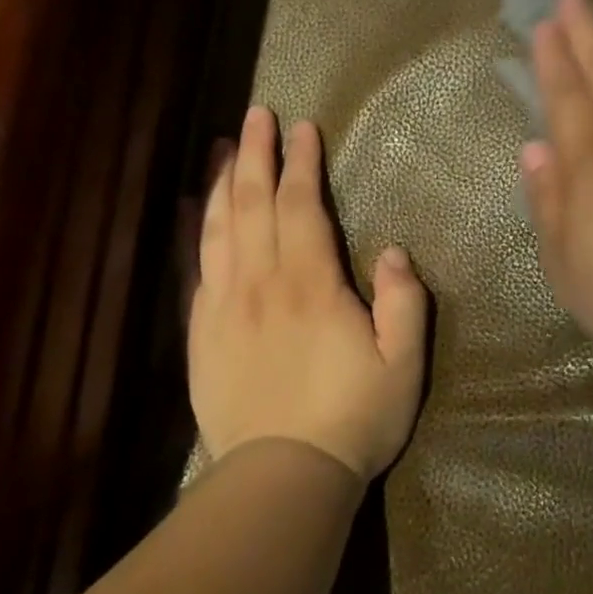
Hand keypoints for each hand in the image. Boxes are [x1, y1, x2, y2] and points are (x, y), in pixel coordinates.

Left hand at [188, 106, 427, 479]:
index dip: (301, 163)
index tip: (303, 128)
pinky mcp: (201, 333)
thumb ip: (403, 302)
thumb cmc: (353, 417)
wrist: (282, 479)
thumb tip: (391, 251)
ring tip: (222, 145)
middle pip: (252, 204)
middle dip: (254, 154)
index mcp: (311, 285)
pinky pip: (194, 268)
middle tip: (256, 114)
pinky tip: (189, 208)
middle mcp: (261, 284)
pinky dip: (191, 231)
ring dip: (220, 181)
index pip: (300, 206)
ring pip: (218, 228)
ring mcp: (224, 307)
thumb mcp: (403, 364)